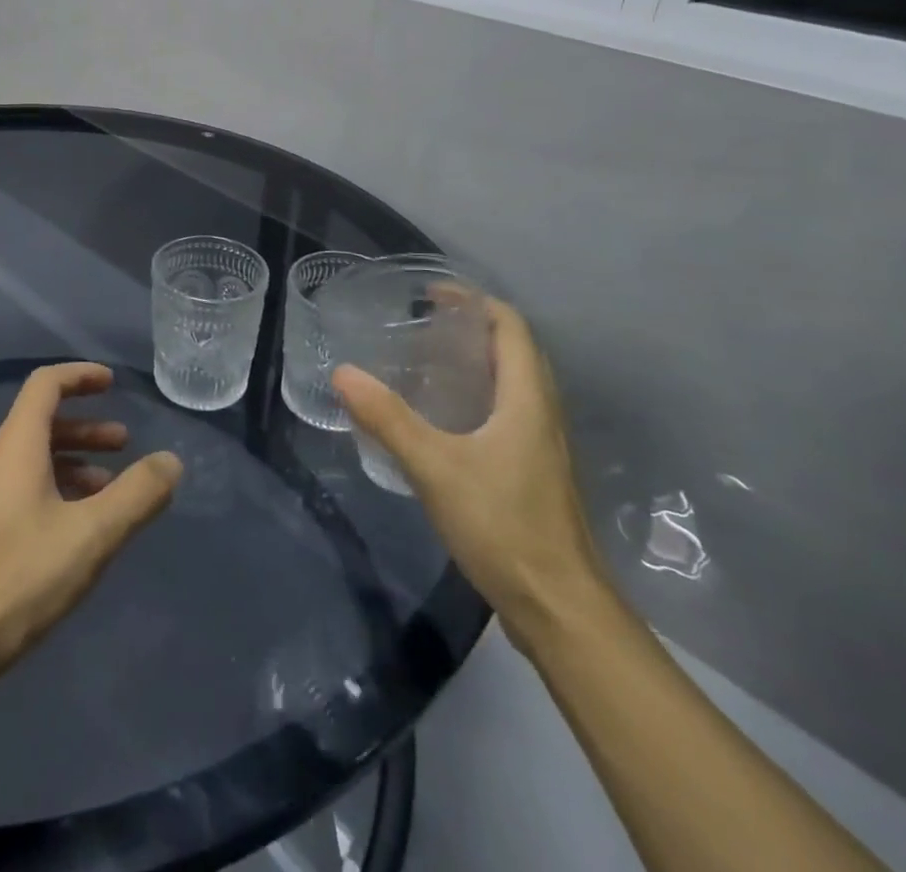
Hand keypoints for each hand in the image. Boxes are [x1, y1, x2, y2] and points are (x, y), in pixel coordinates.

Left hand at [0, 362, 182, 698]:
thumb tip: (171, 461)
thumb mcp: (90, 536)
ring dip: (71, 463)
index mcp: (14, 447)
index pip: (45, 385)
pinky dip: (52, 490)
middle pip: (40, 423)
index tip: (111, 383)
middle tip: (124, 444)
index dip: (79, 375)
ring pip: (30, 460)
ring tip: (107, 490)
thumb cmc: (18, 579)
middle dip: (85, 428)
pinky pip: (18, 489)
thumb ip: (136, 495)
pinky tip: (71, 529)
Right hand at [332, 296, 606, 653]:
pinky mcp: (536, 474)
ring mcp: (544, 447)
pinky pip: (510, 414)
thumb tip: (343, 373)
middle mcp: (543, 414)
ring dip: (477, 363)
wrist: (561, 610)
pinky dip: (479, 397)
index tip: (431, 295)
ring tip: (426, 363)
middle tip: (422, 326)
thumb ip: (388, 419)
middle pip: (515, 351)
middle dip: (472, 328)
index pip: (511, 326)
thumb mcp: (435, 467)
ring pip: (514, 384)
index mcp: (528, 399)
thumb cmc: (503, 526)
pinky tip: (444, 420)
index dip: (474, 301)